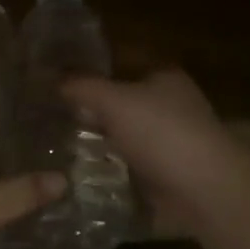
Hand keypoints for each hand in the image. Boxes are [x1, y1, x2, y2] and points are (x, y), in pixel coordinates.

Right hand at [63, 69, 242, 235]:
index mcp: (162, 75)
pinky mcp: (160, 170)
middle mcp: (166, 102)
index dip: (87, 62)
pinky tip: (73, 166)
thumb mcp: (113, 100)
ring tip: (51, 138)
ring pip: (118, 130)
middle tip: (45, 107)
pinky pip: (123, 160)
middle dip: (86, 103)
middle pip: (117, 96)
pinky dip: (102, 163)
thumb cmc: (161, 132)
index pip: (118, 57)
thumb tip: (53, 79)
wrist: (204, 191)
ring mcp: (164, 138)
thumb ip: (81, 85)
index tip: (53, 72)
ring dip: (92, 136)